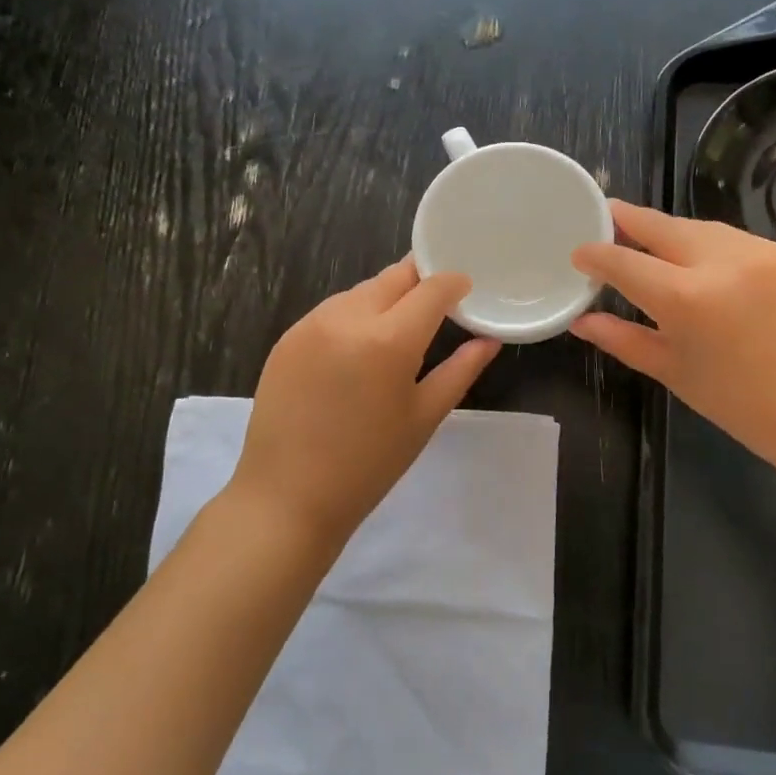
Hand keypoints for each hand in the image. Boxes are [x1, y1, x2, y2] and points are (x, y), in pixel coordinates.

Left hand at [230, 258, 500, 542]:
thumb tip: (489, 339)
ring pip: (361, 290)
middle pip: (393, 278)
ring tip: (398, 328)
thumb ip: (460, 370)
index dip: (453, 283)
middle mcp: (347, 317)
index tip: (465, 290)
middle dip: (419, 282)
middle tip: (436, 304)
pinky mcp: (287, 337)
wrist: (287, 496)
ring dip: (386, 297)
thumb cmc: (368, 465)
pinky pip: (332, 310)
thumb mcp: (424, 417)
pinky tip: (358, 347)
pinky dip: (354, 315)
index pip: (431, 288)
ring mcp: (311, 324)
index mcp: (388, 339)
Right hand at [570, 200, 775, 476]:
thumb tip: (581, 321)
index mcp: (685, 298)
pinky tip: (698, 260)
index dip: (596, 254)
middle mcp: (720, 261)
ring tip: (649, 243)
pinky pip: (731, 237)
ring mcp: (758, 252)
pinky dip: (706, 243)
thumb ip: (622, 339)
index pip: (624, 261)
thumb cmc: (741, 405)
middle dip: (628, 220)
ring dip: (668, 231)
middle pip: (660, 225)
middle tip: (607, 218)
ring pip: (697, 226)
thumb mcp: (673, 372)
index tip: (580, 252)